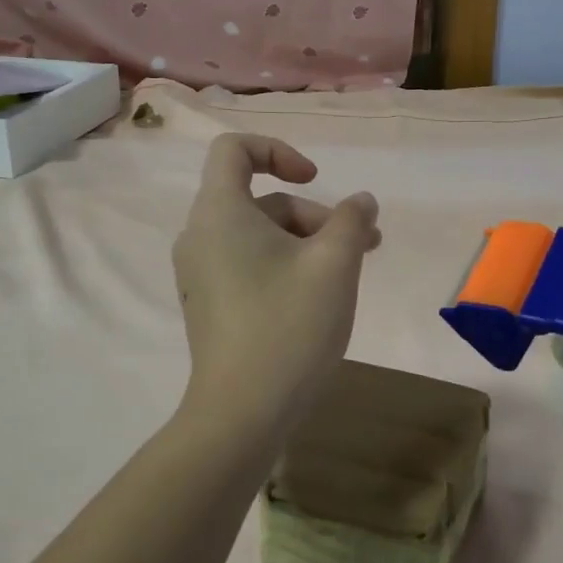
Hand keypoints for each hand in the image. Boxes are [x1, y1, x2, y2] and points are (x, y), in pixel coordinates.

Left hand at [172, 134, 379, 431]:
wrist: (243, 413)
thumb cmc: (289, 326)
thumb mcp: (335, 265)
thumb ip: (352, 221)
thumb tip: (361, 202)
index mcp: (219, 213)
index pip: (234, 150)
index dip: (278, 152)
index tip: (316, 181)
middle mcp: (200, 236)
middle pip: (260, 200)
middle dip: (314, 215)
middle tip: (362, 246)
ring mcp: (202, 274)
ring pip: (259, 236)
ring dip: (307, 243)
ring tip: (350, 275)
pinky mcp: (210, 304)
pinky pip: (249, 265)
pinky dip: (285, 266)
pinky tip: (319, 298)